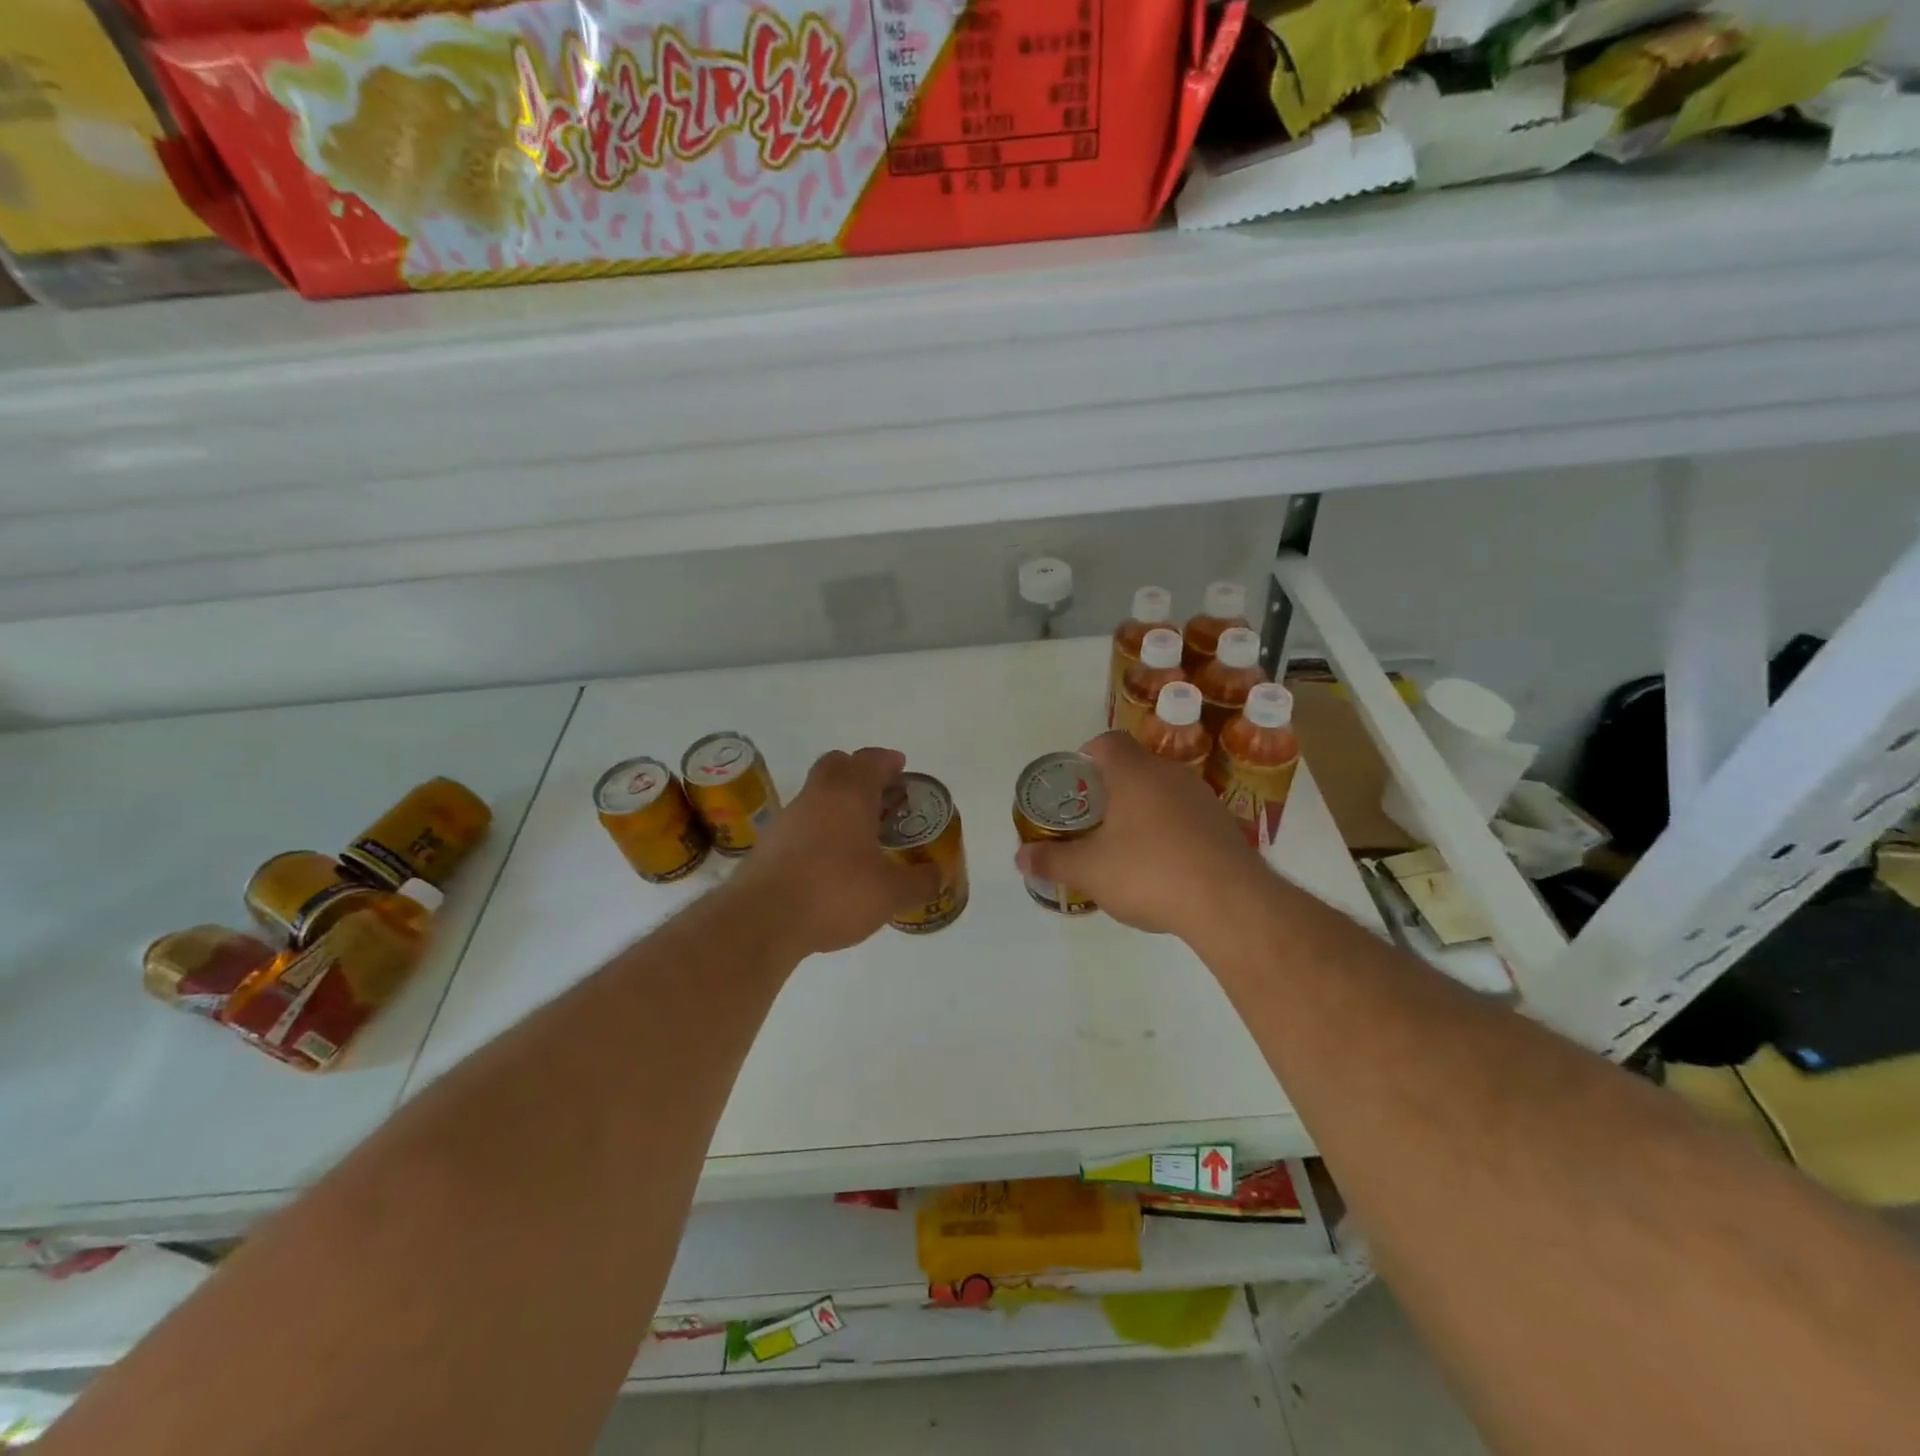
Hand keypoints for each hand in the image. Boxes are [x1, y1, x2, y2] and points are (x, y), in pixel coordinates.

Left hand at [729, 747, 942, 957]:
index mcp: (849, 794)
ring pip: (816, 795)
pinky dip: (819, 831)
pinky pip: (801, 824)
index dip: (888, 761)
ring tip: (860, 834)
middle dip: (859, 773)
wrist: (762, 920)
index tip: (901, 768)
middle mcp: (816, 796)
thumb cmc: (835, 892)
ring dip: (837, 804)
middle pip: (837, 766)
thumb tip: (938, 875)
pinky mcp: (768, 845)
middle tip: (881, 796)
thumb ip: (920, 882)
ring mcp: (787, 818)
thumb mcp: (891, 894)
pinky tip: (830, 862)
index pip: (870, 760)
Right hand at [1015, 731, 1265, 938]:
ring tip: (1126, 845)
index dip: (1086, 756)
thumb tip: (1020, 857)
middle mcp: (1170, 774)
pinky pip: (1187, 815)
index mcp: (1134, 773)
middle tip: (1093, 820)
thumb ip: (1052, 861)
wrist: (1231, 903)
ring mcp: (1202, 798)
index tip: (1075, 784)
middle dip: (1111, 788)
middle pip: (1135, 766)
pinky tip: (1164, 865)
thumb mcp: (1090, 871)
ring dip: (1143, 809)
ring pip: (1163, 791)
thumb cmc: (1149, 873)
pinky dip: (1170, 829)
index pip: (1107, 742)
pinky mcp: (1224, 824)